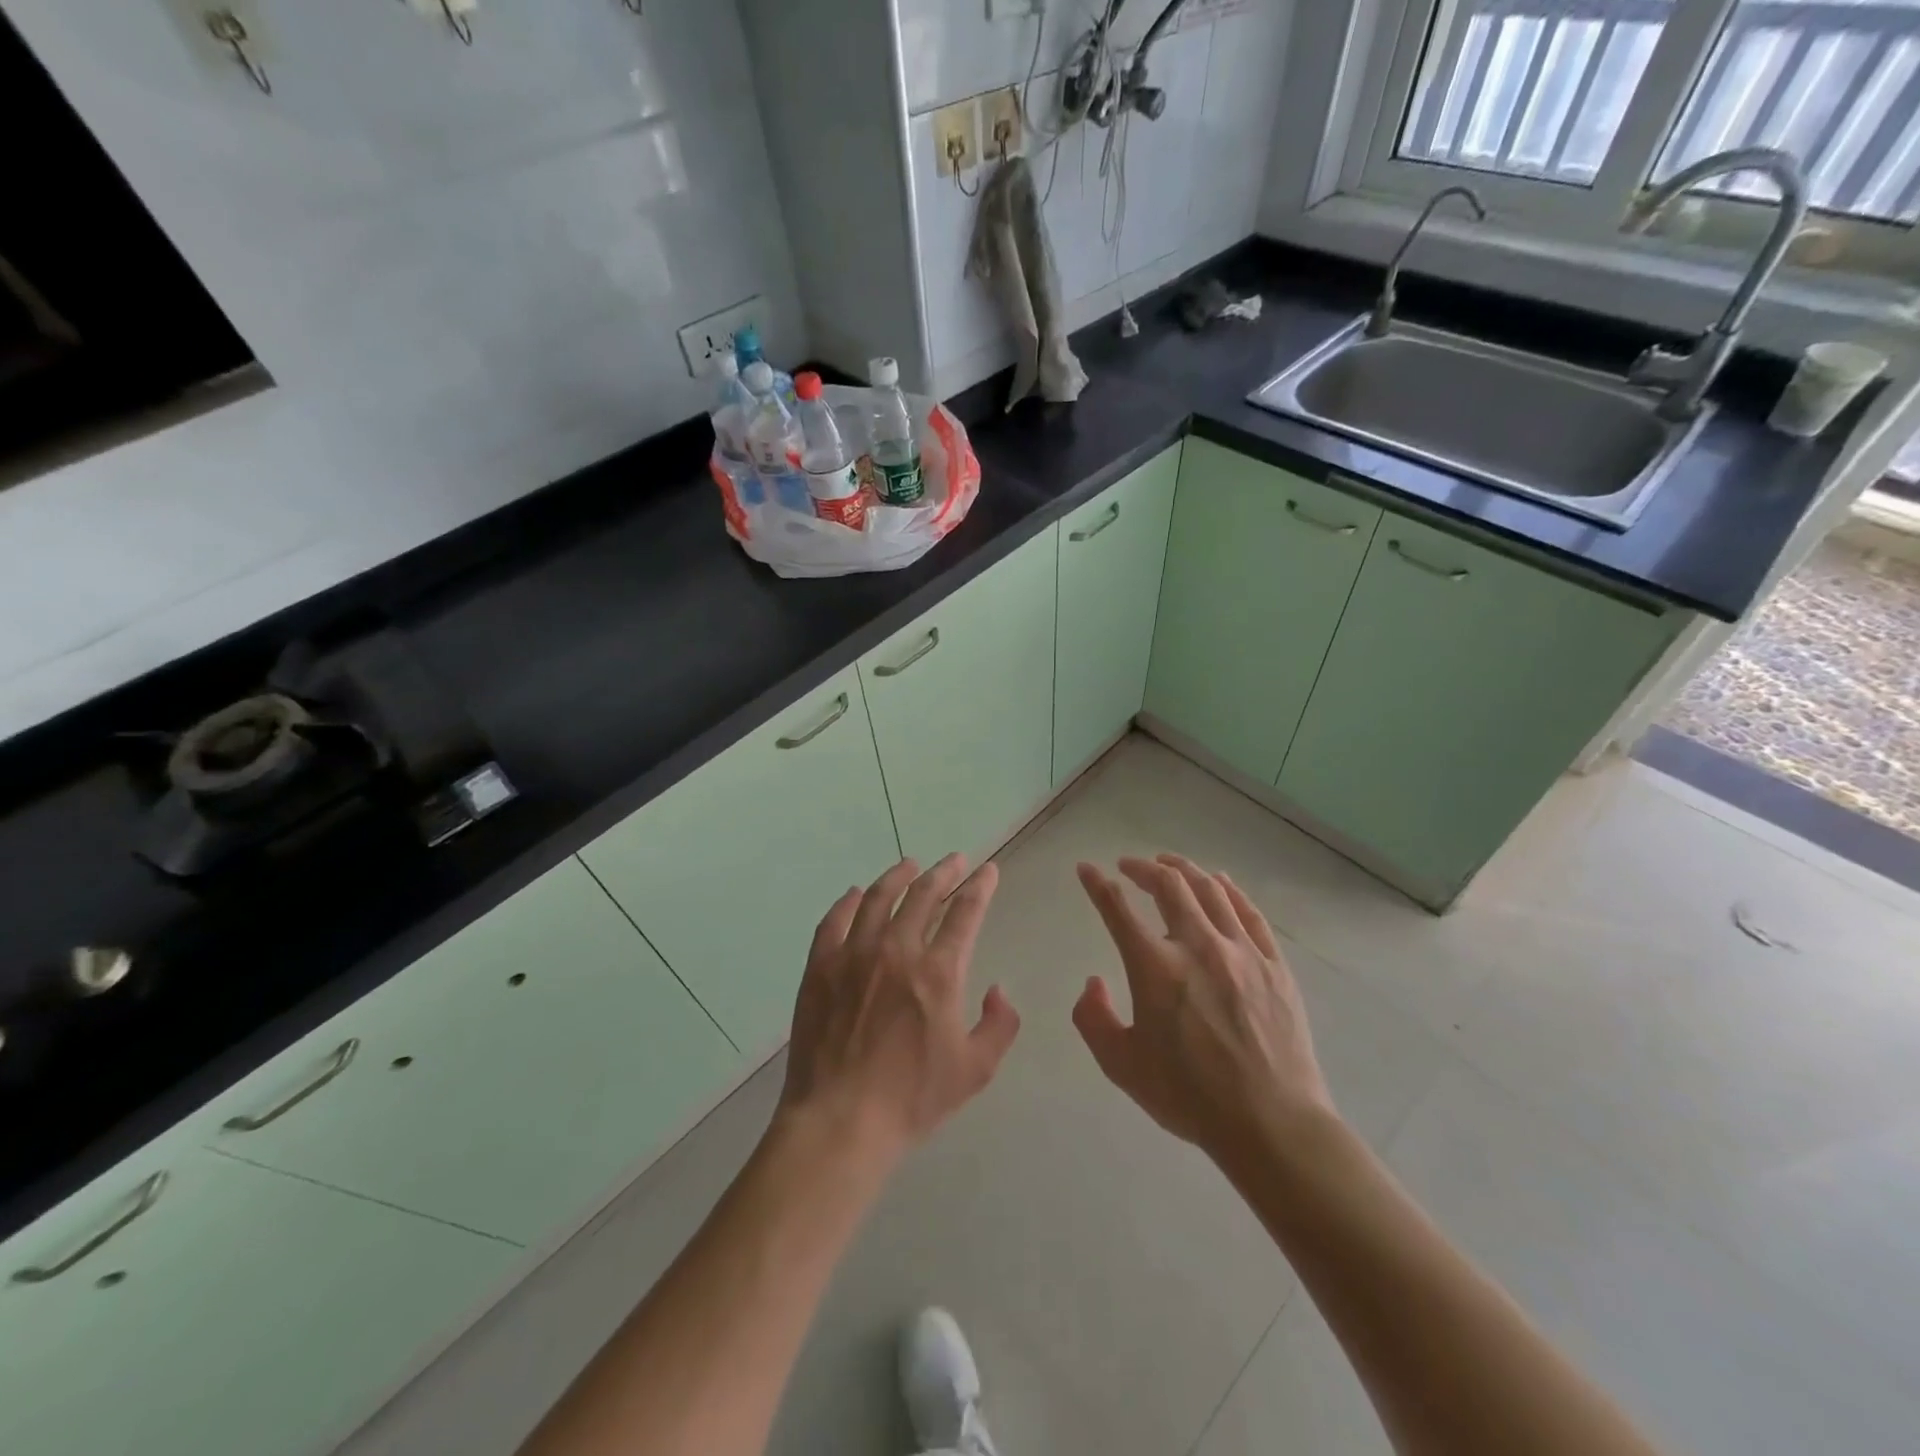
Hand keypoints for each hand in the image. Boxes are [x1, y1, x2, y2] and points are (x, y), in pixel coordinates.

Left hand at [779, 855, 1020, 1163]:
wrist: (840, 1121)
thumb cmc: (912, 1098)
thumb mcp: (975, 1070)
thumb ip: (999, 1025)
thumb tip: (998, 990)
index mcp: (938, 972)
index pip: (965, 913)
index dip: (980, 887)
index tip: (987, 870)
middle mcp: (896, 950)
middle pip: (923, 895)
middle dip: (944, 873)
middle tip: (955, 861)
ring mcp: (853, 955)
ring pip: (878, 898)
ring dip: (898, 877)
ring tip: (910, 865)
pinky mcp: (820, 967)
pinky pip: (834, 921)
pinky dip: (848, 902)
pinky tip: (856, 894)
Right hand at [1073, 854, 1333, 1165]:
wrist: (1272, 1124)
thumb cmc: (1189, 1097)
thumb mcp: (1121, 1065)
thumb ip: (1094, 1019)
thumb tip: (1094, 982)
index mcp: (1154, 967)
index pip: (1117, 908)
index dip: (1097, 884)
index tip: (1086, 869)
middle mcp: (1196, 945)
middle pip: (1168, 884)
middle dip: (1143, 867)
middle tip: (1129, 866)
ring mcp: (1240, 951)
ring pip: (1210, 890)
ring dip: (1184, 869)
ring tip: (1169, 864)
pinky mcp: (1273, 964)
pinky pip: (1249, 912)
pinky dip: (1229, 890)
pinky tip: (1220, 883)